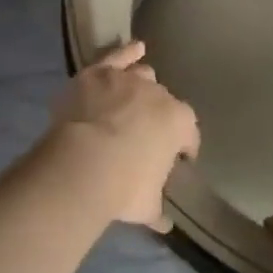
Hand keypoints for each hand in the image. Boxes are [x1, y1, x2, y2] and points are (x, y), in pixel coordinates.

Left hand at [46, 41, 199, 229]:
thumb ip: (157, 211)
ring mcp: (128, 80)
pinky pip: (118, 55)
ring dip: (142, 86)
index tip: (176, 159)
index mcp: (179, 123)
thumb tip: (164, 224)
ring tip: (136, 97)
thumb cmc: (123, 187)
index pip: (189, 134)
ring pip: (143, 76)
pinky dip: (127, 52)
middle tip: (144, 135)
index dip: (183, 147)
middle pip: (164, 102)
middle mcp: (159, 95)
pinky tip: (134, 48)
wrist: (83, 164)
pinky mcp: (98, 73)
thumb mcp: (146, 206)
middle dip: (158, 117)